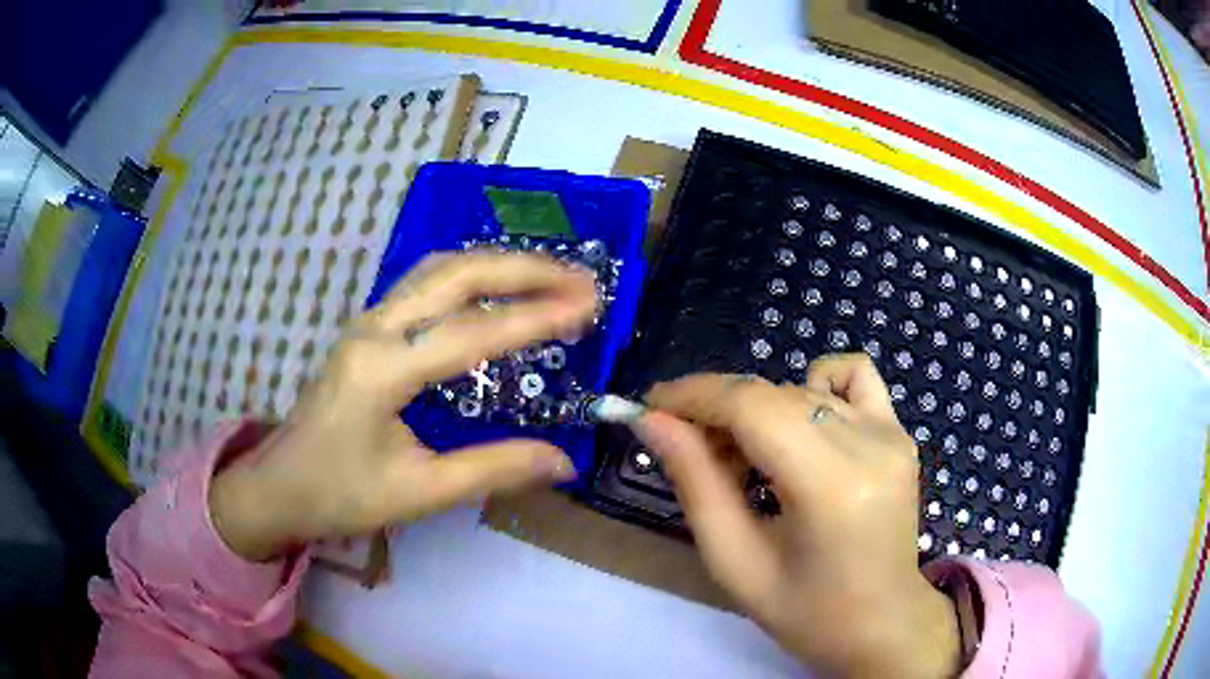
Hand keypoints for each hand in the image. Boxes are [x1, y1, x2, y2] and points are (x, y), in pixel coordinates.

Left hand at [209, 252, 597, 561]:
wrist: (279, 486)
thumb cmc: (340, 494)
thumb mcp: (418, 492)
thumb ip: (492, 470)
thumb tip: (563, 462)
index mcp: (382, 370)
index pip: (472, 332)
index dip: (534, 318)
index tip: (588, 307)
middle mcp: (374, 329)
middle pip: (455, 274)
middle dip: (524, 270)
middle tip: (581, 280)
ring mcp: (367, 322)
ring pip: (438, 269)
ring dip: (497, 265)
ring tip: (550, 277)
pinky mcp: (367, 329)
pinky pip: (425, 283)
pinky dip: (471, 276)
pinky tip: (495, 288)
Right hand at [634, 354, 959, 677]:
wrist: (882, 622)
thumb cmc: (806, 612)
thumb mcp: (735, 562)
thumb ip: (694, 483)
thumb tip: (652, 421)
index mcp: (830, 486)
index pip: (752, 407)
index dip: (694, 396)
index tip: (650, 406)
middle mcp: (869, 445)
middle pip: (773, 394)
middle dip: (717, 409)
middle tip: (687, 447)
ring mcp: (891, 433)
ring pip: (801, 389)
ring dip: (756, 409)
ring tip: (743, 457)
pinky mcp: (899, 432)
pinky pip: (853, 375)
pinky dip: (814, 386)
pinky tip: (799, 425)